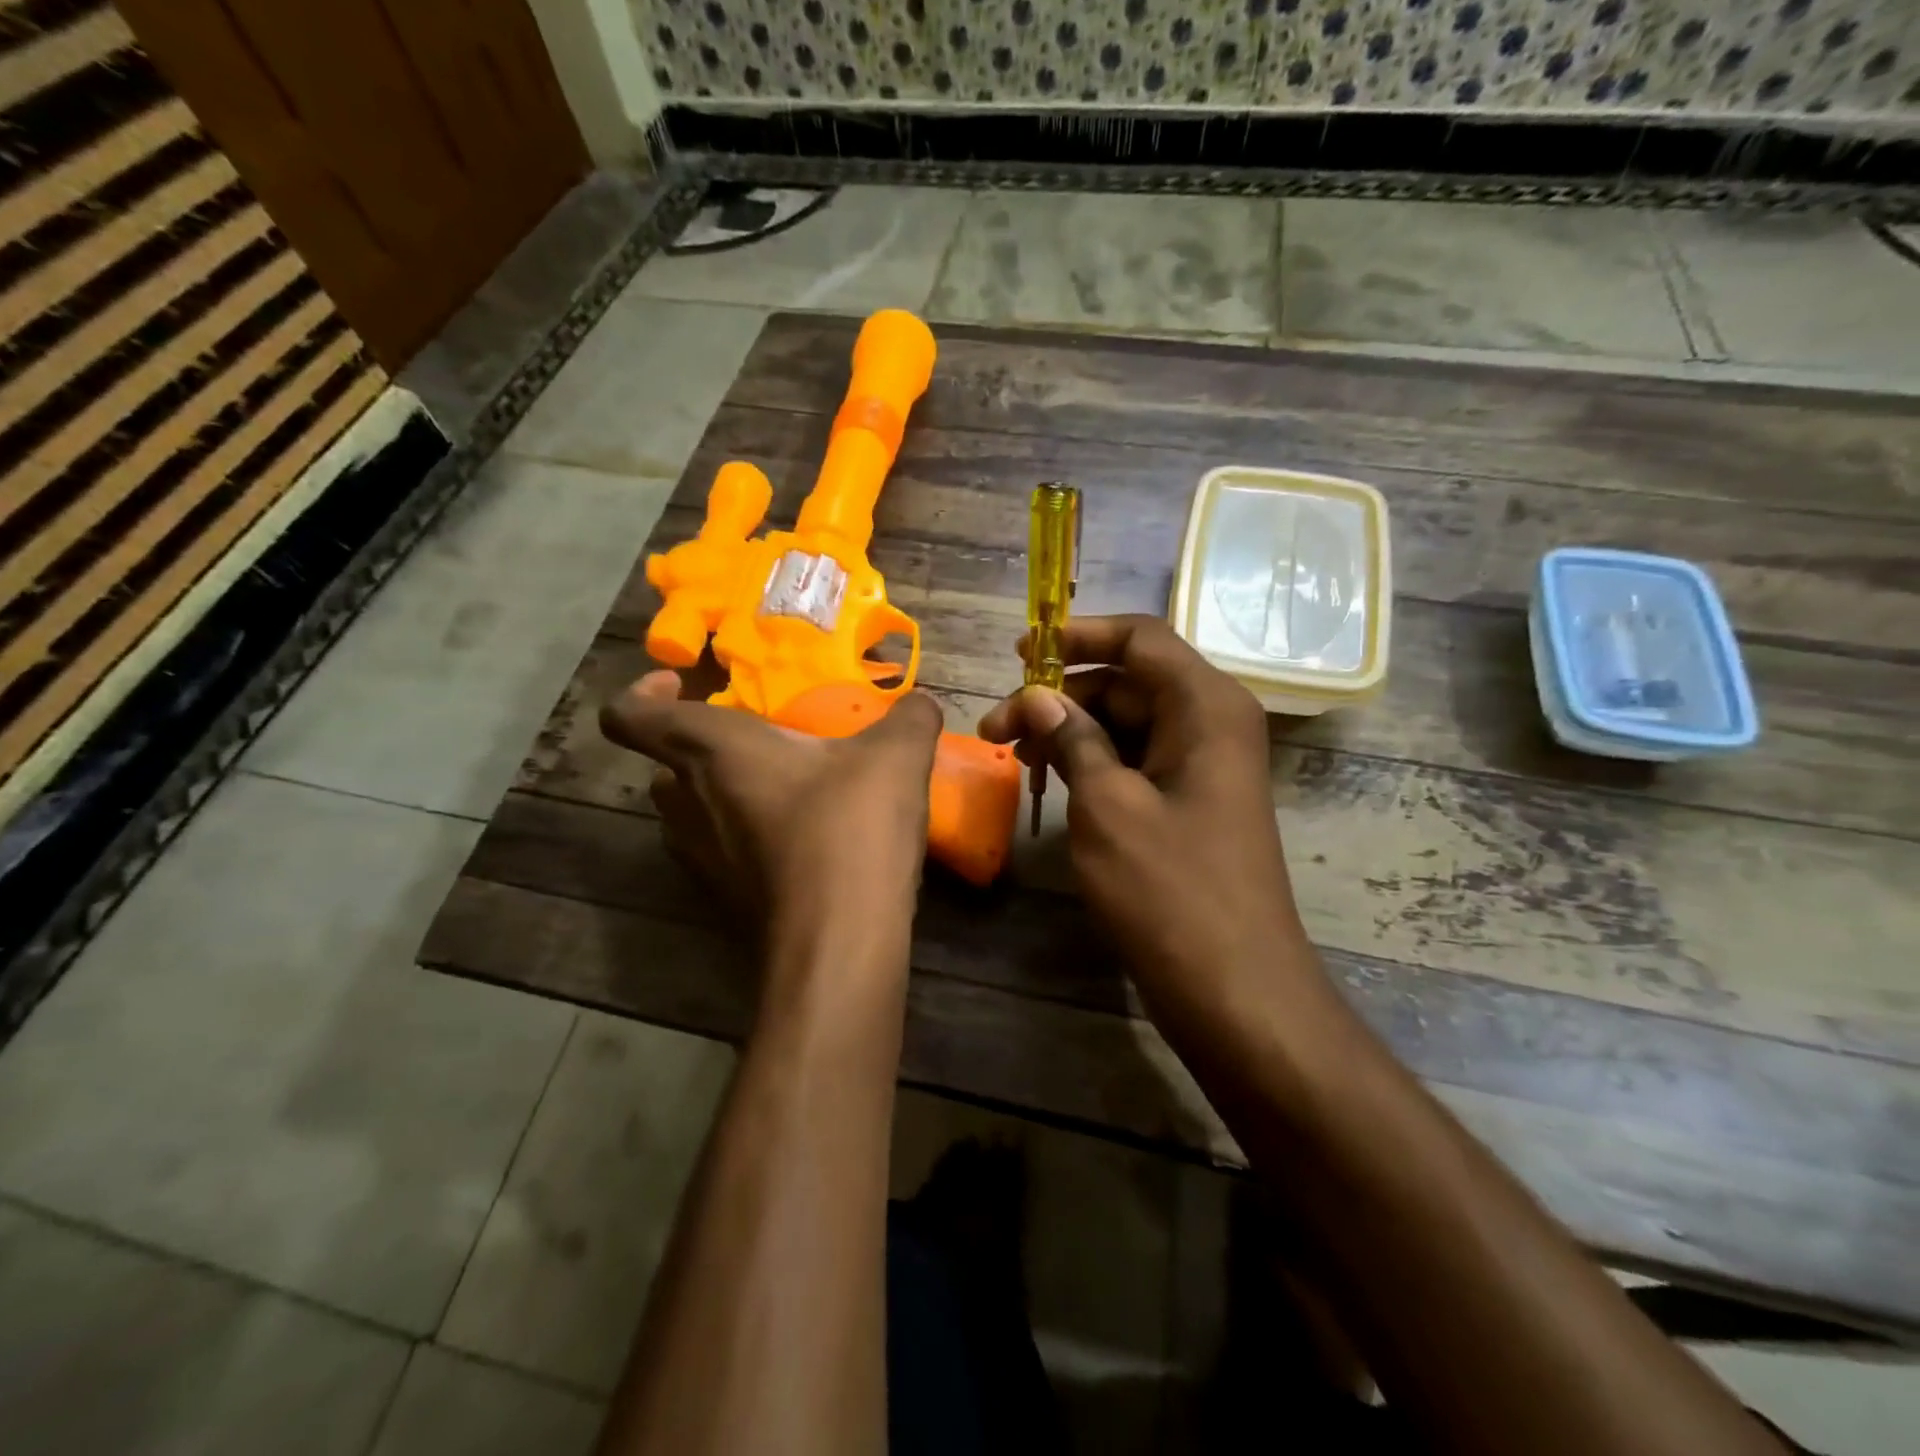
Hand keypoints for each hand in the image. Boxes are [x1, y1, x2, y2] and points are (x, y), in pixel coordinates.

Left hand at [601, 671, 942, 925]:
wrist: (839, 940)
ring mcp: (701, 859)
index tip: (682, 683)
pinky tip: (803, 841)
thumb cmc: (850, 827)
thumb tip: (920, 705)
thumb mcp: (897, 757)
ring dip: (722, 794)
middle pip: (663, 766)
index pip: (630, 716)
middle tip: (759, 740)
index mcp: (713, 750)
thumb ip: (911, 717)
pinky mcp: (723, 901)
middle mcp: (689, 803)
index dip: (642, 693)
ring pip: (688, 813)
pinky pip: (719, 853)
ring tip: (784, 789)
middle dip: (702, 747)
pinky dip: (746, 839)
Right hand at [978, 616, 1314, 1007]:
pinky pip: (1135, 760)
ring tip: (1013, 756)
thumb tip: (1038, 695)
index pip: (1139, 638)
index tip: (1020, 653)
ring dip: (1069, 731)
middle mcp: (1210, 722)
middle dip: (1059, 697)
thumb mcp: (1107, 806)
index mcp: (1205, 705)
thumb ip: (1073, 739)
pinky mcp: (1189, 801)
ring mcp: (1201, 764)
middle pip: (1127, 681)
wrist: (1234, 987)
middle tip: (996, 728)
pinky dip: (1092, 762)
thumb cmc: (1170, 890)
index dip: (1077, 635)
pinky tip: (1049, 781)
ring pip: (1126, 722)